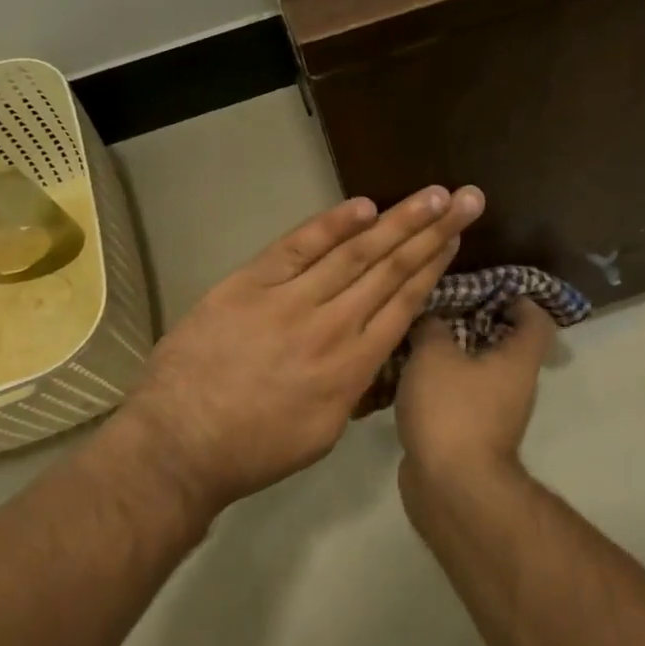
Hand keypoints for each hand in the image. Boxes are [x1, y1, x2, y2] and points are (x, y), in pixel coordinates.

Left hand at [117, 186, 484, 511]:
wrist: (178, 445)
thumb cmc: (254, 450)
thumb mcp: (324, 432)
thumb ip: (355, 386)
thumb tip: (373, 350)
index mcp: (353, 367)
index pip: (404, 304)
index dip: (433, 266)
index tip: (455, 237)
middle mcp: (331, 326)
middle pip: (391, 269)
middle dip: (432, 231)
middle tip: (466, 199)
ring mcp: (289, 300)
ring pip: (354, 253)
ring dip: (397, 221)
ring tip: (431, 195)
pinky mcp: (249, 284)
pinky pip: (297, 246)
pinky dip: (330, 225)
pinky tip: (363, 206)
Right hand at [395, 298, 554, 493]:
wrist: (450, 486)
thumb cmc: (452, 410)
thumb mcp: (434, 355)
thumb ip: (431, 327)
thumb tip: (430, 319)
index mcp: (518, 360)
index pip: (536, 320)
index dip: (519, 300)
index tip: (488, 289)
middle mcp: (515, 386)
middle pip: (503, 345)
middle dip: (473, 323)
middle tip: (440, 308)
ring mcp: (494, 415)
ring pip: (476, 373)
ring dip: (451, 356)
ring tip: (416, 338)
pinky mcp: (470, 436)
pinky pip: (458, 399)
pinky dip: (439, 386)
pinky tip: (407, 377)